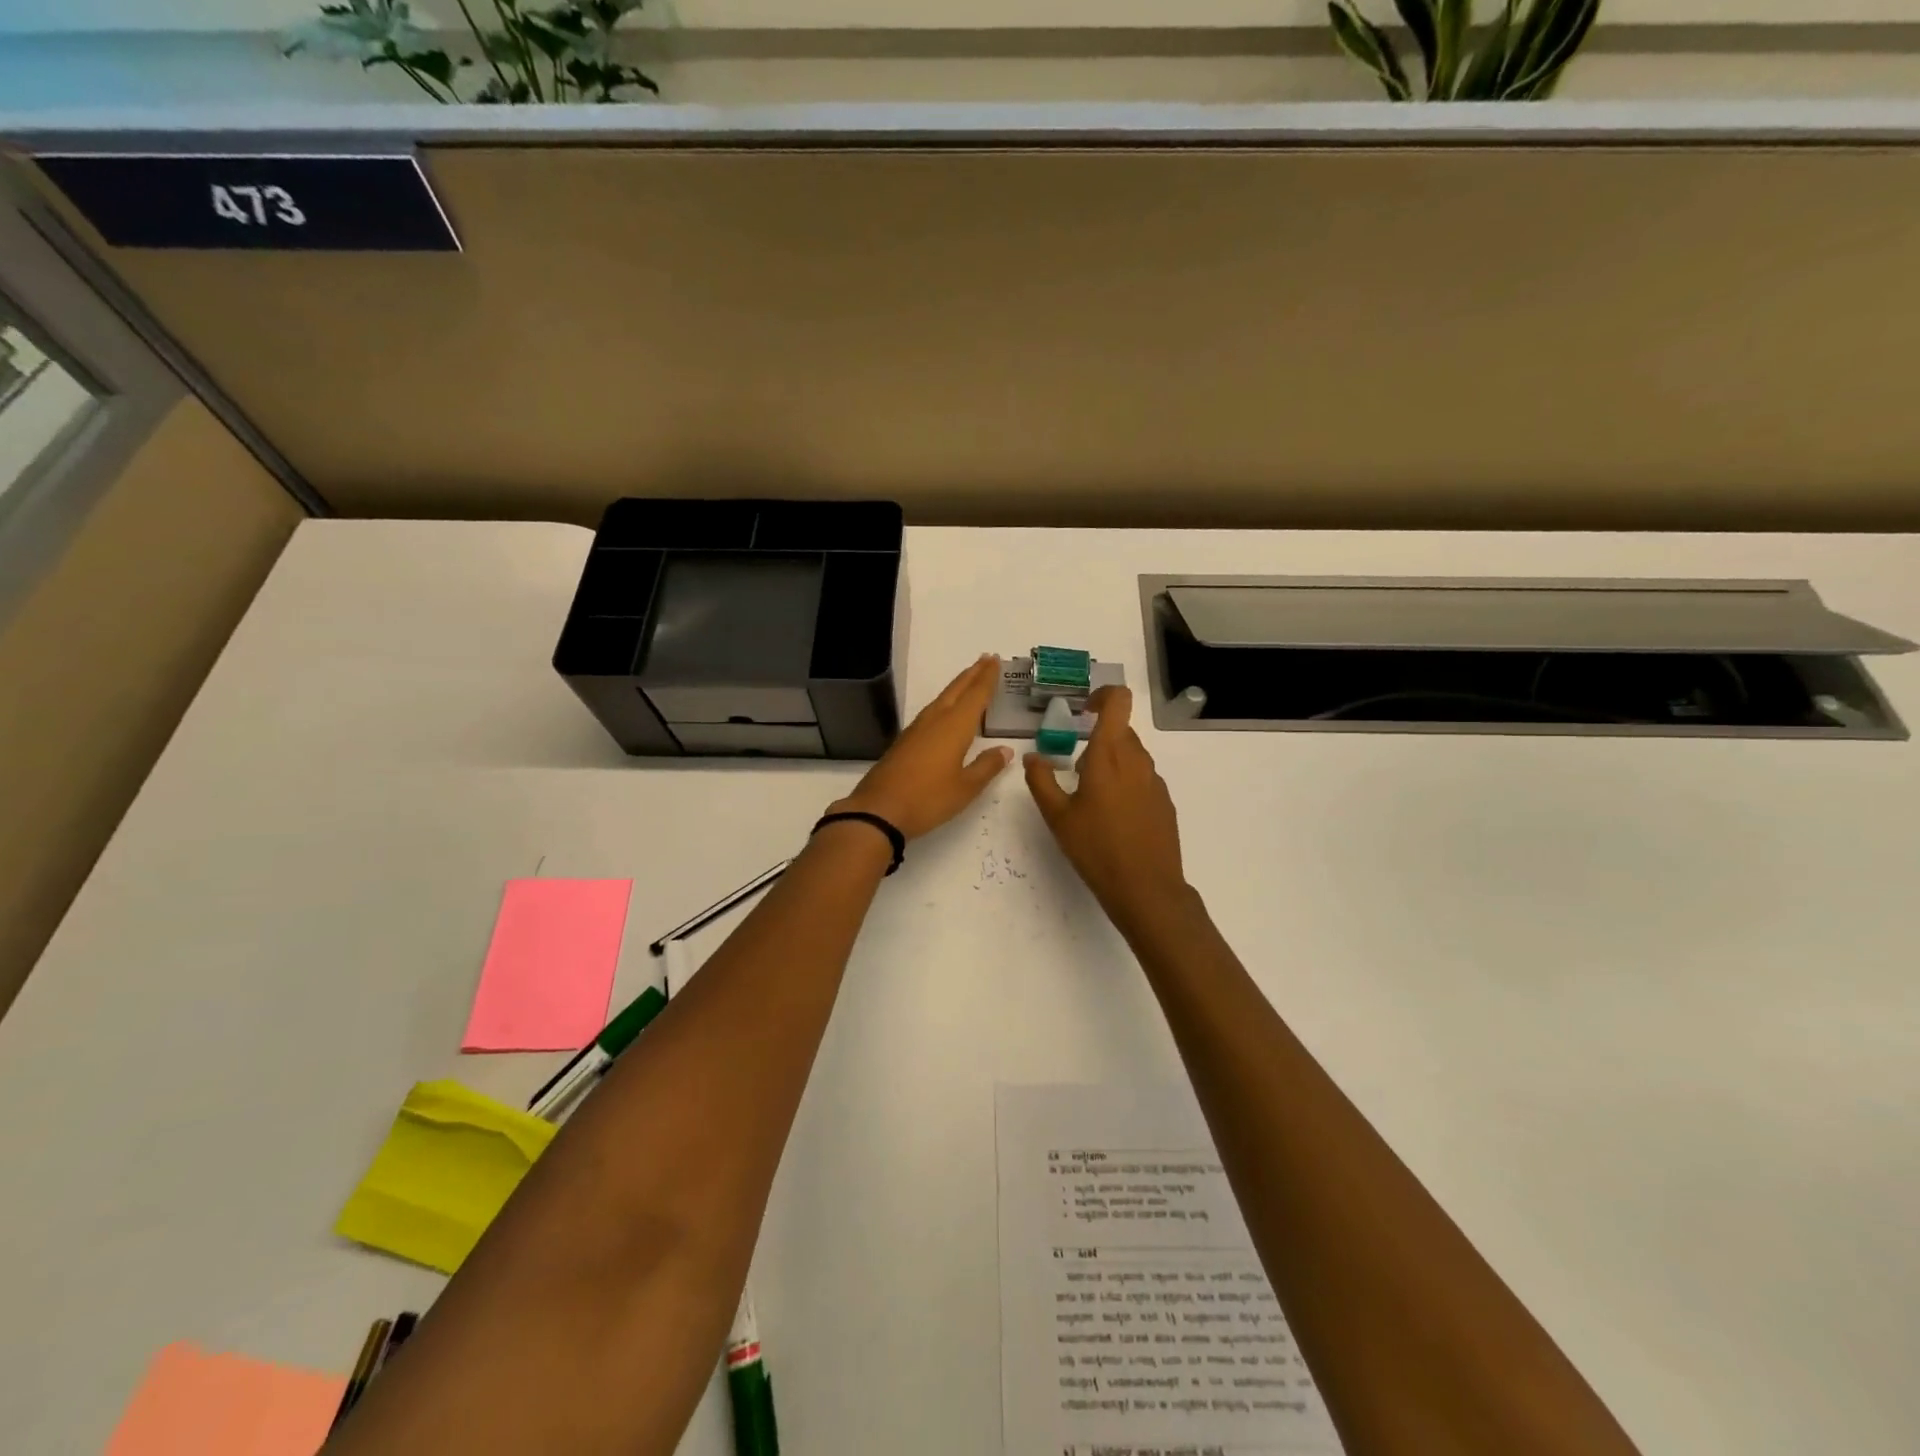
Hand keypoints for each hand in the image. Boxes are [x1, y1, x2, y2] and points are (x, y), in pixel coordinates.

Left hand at [830, 655, 1014, 839]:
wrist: (879, 811)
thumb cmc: (928, 799)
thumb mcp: (966, 788)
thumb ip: (986, 766)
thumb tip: (1005, 751)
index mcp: (954, 727)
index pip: (975, 695)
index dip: (987, 678)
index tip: (995, 660)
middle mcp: (935, 721)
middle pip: (956, 690)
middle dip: (972, 675)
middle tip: (986, 659)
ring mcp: (916, 731)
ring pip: (941, 700)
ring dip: (957, 687)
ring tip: (969, 680)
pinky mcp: (904, 742)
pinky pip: (930, 713)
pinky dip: (944, 704)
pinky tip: (945, 712)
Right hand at [1024, 685, 1188, 933]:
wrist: (1146, 888)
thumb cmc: (1096, 848)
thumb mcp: (1057, 816)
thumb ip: (1041, 780)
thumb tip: (1032, 757)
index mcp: (1110, 755)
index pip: (1118, 702)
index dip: (1102, 696)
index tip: (1083, 711)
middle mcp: (1137, 760)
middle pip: (1121, 731)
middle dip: (1097, 740)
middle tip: (1075, 769)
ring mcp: (1155, 781)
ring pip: (1131, 756)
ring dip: (1110, 763)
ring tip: (1090, 798)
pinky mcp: (1164, 802)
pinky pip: (1141, 778)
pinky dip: (1125, 784)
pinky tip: (1112, 818)